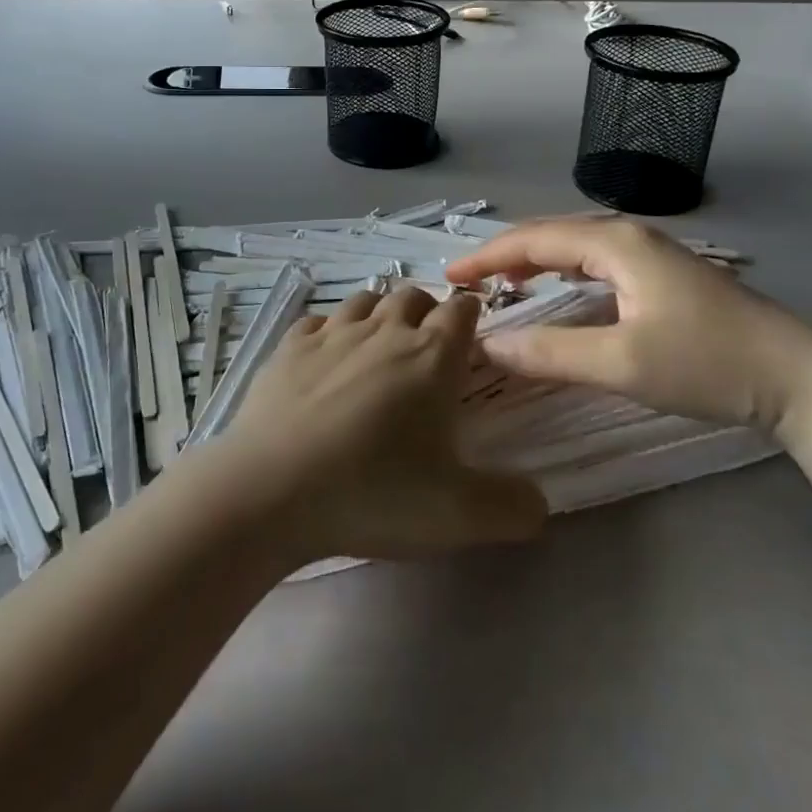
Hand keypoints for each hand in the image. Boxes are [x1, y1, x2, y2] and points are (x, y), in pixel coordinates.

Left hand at [215, 285, 546, 561]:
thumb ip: (512, 507)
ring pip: (365, 300)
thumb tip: (539, 501)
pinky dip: (329, 331)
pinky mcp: (289, 346)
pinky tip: (326, 359)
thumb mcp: (458, 515)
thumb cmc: (372, 493)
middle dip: (426, 312)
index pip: (461, 311)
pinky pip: (318, 321)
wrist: (271, 490)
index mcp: (431, 356)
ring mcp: (332, 333)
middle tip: (427, 350)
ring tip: (379, 347)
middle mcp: (384, 331)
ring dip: (379, 314)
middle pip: (413, 296)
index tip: (471, 338)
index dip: (470, 317)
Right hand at [446, 219, 811, 441]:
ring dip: (536, 263)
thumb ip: (550, 353)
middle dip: (507, 256)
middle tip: (470, 284)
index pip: (534, 240)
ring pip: (577, 248)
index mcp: (616, 243)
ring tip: (504, 286)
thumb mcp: (622, 363)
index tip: (449, 278)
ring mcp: (653, 254)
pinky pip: (598, 263)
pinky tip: (562, 292)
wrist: (800, 380)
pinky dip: (565, 274)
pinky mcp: (666, 276)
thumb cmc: (708, 364)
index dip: (487, 257)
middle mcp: (631, 237)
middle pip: (553, 235)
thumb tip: (487, 343)